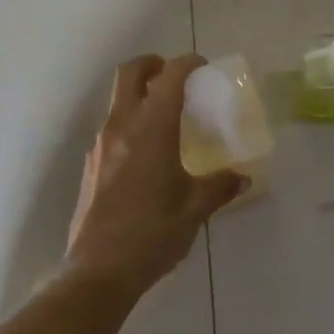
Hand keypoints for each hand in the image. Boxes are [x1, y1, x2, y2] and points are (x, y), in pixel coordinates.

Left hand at [66, 54, 247, 298]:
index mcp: (151, 128)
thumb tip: (242, 178)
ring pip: (116, 99)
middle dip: (152, 64)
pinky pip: (111, 127)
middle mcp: (121, 125)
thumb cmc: (153, 233)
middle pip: (129, 72)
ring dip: (138, 94)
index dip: (186, 63)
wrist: (99, 269)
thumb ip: (219, 186)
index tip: (202, 66)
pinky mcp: (90, 164)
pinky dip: (129, 122)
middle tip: (172, 75)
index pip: (169, 77)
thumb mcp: (194, 209)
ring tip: (163, 116)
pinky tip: (145, 152)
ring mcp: (100, 144)